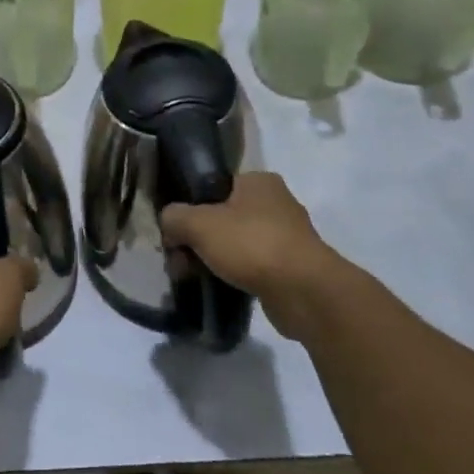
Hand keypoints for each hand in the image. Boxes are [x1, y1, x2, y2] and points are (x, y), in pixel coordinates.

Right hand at [161, 173, 345, 340]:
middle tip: (180, 261)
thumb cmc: (251, 244)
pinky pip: (254, 266)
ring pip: (238, 243)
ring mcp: (288, 236)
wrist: (304, 292)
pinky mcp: (293, 267)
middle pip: (223, 217)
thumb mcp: (198, 224)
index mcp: (258, 180)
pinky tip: (221, 288)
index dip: (190, 207)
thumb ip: (175, 217)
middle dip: (199, 239)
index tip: (175, 232)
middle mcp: (276, 202)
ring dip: (215, 259)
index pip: (214, 186)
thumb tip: (169, 222)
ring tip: (195, 278)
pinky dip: (236, 275)